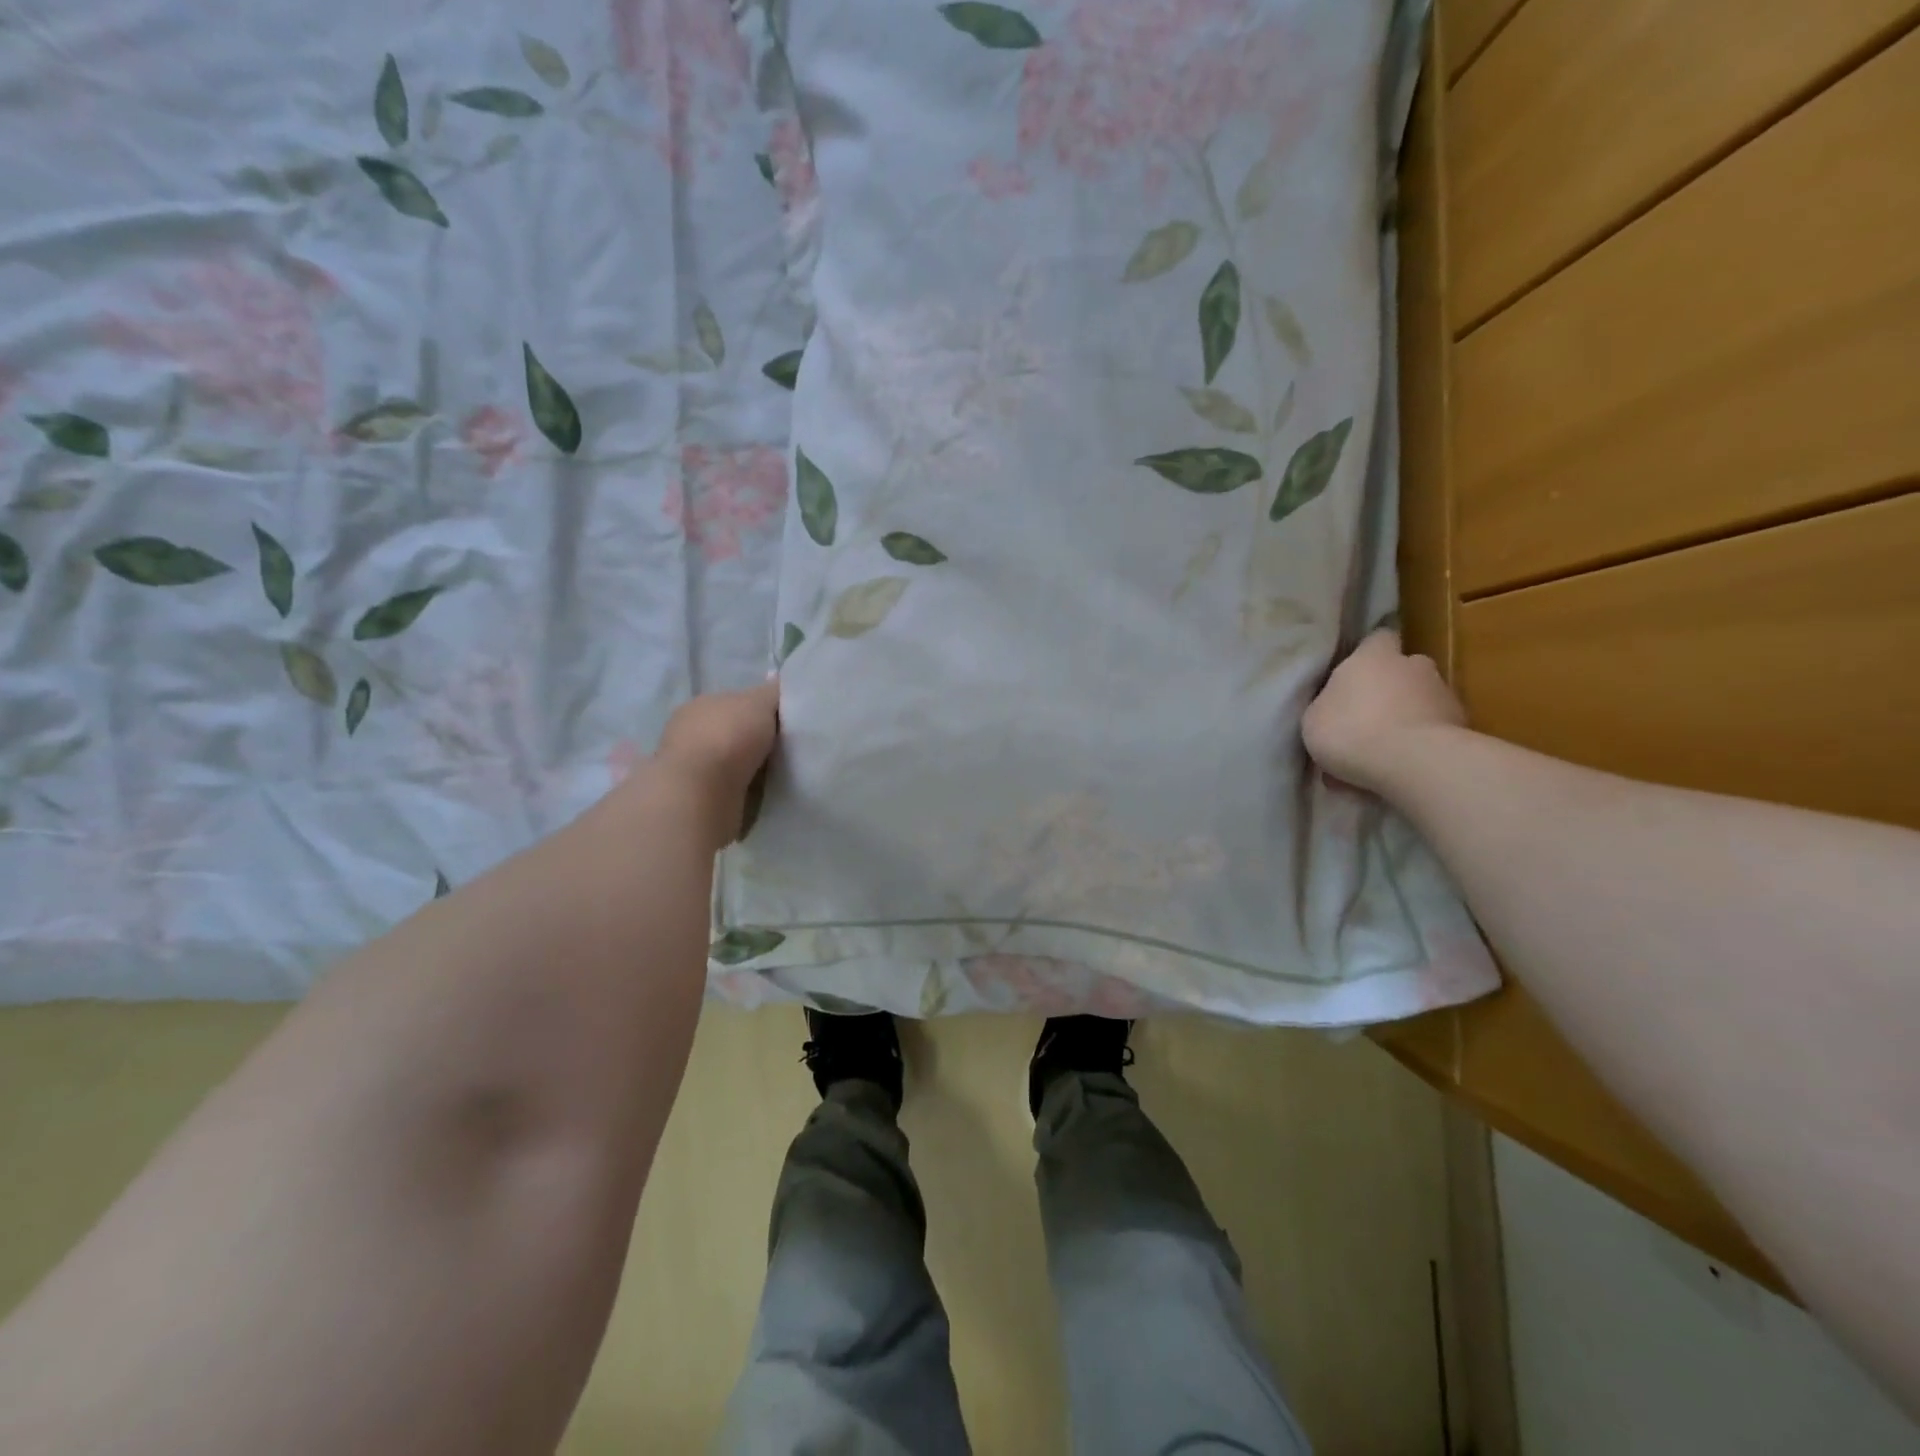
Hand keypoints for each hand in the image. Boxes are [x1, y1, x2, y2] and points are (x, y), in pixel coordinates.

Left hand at [653, 679, 780, 848]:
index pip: (736, 703)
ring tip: (781, 774)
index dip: (762, 710)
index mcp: (701, 704)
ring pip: (732, 762)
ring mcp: (692, 767)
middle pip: (735, 732)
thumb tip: (779, 680)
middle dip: (757, 740)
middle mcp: (690, 733)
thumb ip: (772, 692)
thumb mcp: (759, 703)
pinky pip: (730, 788)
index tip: (787, 722)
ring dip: (752, 768)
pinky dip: (745, 789)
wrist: (701, 793)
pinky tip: (763, 792)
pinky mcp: (698, 798)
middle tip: (788, 748)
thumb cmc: (728, 737)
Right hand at [1302, 630, 1466, 795]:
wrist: (1414, 763)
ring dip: (1406, 718)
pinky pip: (1433, 731)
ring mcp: (1443, 695)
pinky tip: (1400, 768)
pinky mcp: (1463, 726)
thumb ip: (1326, 704)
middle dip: (1390, 689)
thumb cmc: (1351, 731)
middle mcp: (1413, 666)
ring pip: (1420, 702)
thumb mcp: (1314, 718)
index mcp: (1373, 657)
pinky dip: (1420, 744)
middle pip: (1403, 670)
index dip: (1368, 653)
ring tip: (1383, 752)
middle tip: (1366, 717)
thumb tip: (1336, 704)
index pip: (1377, 638)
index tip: (1356, 672)